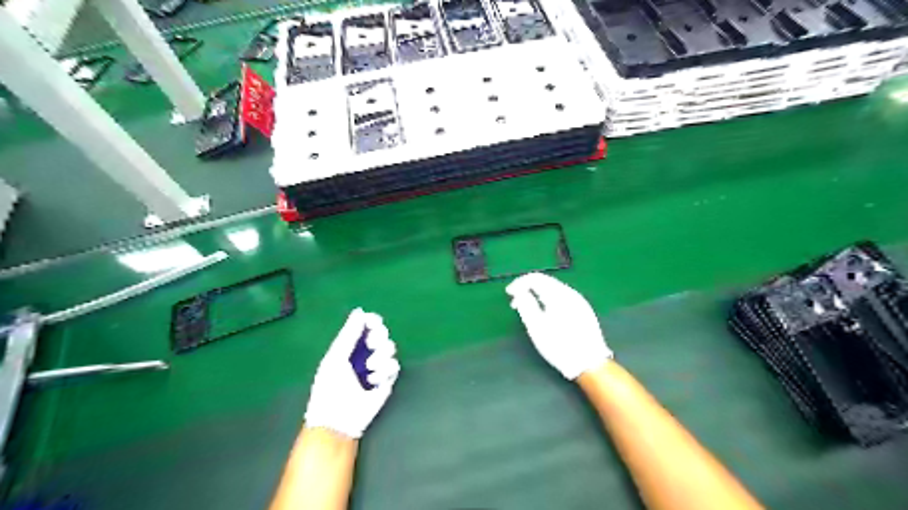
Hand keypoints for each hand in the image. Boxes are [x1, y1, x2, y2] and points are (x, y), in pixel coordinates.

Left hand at [302, 307, 397, 438]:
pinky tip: (373, 382)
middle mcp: (365, 353)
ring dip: (380, 357)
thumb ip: (349, 334)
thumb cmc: (330, 388)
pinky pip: (395, 366)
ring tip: (369, 370)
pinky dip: (385, 372)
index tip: (373, 322)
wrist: (338, 420)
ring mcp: (377, 367)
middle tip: (371, 345)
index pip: (367, 325)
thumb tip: (360, 311)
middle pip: (382, 334)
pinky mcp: (387, 381)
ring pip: (391, 348)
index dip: (373, 321)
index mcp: (351, 345)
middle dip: (378, 337)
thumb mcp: (336, 357)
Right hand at [508, 272, 612, 380]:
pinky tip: (545, 313)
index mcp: (558, 295)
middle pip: (546, 282)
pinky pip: (562, 298)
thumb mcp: (536, 327)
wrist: (589, 363)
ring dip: (538, 294)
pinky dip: (549, 300)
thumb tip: (520, 292)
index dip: (519, 283)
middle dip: (528, 288)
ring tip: (528, 309)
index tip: (509, 293)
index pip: (535, 278)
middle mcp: (570, 293)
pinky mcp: (584, 310)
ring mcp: (579, 301)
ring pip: (554, 290)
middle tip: (515, 303)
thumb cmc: (559, 345)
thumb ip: (526, 305)